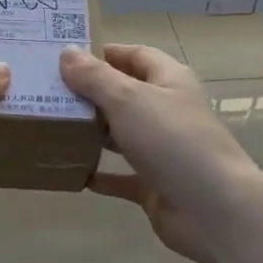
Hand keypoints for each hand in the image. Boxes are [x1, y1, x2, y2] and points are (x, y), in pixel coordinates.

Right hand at [59, 43, 260, 262]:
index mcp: (169, 81)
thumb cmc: (173, 141)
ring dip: (92, 132)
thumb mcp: (128, 100)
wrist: (214, 210)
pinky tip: (73, 171)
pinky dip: (100, 173)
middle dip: (90, 94)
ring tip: (53, 128)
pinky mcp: (155, 184)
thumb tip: (66, 52)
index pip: (135, 55)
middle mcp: (167, 111)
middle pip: (125, 94)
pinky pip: (121, 176)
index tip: (65, 58)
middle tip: (47, 93)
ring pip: (121, 135)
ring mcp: (163, 150)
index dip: (104, 53)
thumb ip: (95, 77)